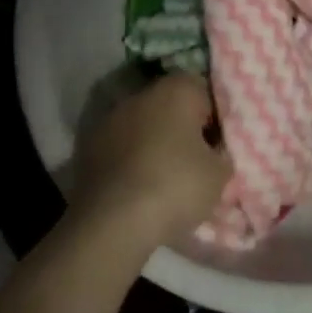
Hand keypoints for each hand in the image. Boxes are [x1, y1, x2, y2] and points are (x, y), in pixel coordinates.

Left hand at [74, 74, 229, 248]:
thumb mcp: (219, 174)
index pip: (204, 91)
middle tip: (196, 160)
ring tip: (164, 176)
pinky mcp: (88, 145)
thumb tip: (216, 148)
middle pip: (171, 104)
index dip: (215, 117)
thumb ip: (222, 152)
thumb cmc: (175, 187)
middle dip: (183, 127)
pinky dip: (130, 159)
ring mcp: (110, 118)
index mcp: (176, 90)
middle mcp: (141, 94)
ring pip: (143, 124)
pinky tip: (137, 186)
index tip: (219, 145)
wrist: (112, 222)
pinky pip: (121, 145)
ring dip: (153, 141)